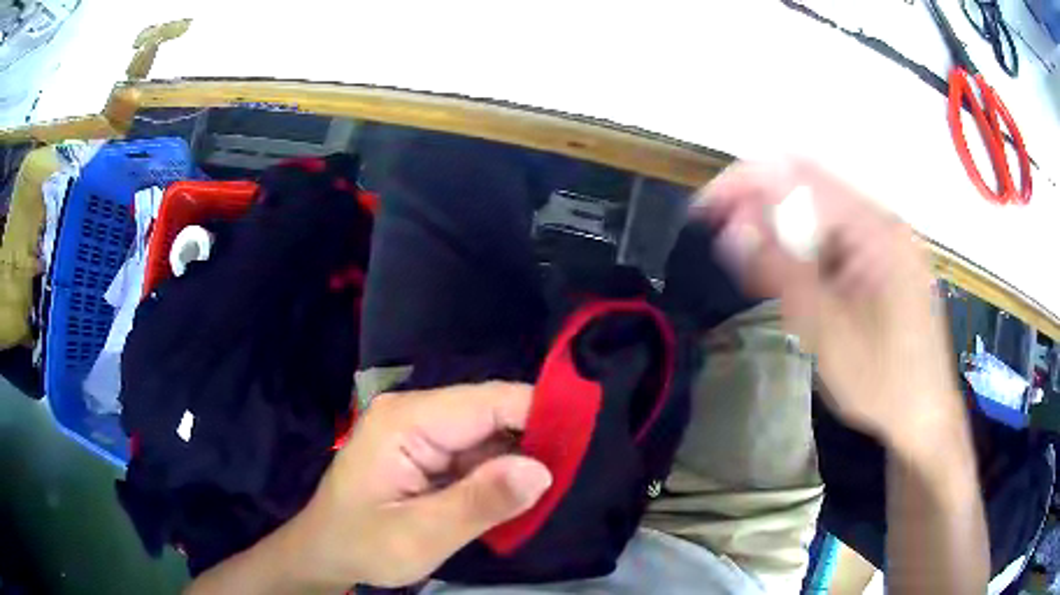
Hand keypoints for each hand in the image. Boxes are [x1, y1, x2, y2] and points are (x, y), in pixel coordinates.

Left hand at [285, 382, 551, 588]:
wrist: (326, 553)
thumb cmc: (362, 545)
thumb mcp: (419, 536)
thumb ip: (478, 503)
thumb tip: (541, 470)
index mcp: (407, 419)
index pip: (490, 401)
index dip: (541, 415)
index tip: (585, 444)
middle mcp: (415, 412)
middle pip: (492, 413)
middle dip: (534, 442)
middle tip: (574, 476)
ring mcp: (420, 430)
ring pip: (489, 433)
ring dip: (520, 460)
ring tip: (554, 489)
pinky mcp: (426, 450)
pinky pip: (477, 452)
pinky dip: (500, 473)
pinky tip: (518, 495)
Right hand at [695, 159, 963, 452]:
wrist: (925, 418)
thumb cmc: (883, 382)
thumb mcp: (827, 330)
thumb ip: (780, 272)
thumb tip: (732, 228)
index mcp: (875, 228)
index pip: (800, 176)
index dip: (747, 182)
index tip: (706, 208)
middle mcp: (882, 222)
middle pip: (811, 194)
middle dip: (763, 211)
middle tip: (727, 241)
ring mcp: (886, 243)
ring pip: (822, 221)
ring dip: (786, 238)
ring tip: (761, 272)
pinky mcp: (885, 264)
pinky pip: (838, 244)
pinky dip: (809, 256)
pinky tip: (801, 287)